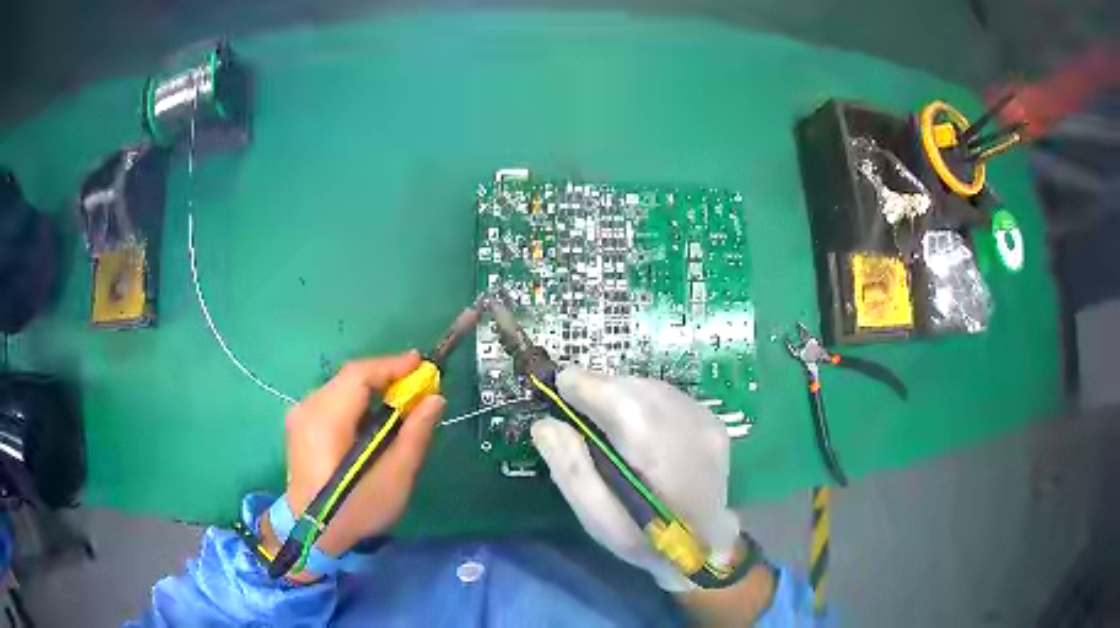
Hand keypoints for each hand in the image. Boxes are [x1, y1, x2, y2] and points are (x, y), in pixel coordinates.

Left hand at [274, 351, 445, 558]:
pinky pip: (332, 401)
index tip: (422, 363)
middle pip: (349, 379)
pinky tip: (374, 418)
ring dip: (372, 389)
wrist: (313, 535)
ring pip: (341, 388)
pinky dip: (356, 402)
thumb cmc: (355, 510)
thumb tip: (435, 399)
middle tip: (417, 386)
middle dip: (385, 377)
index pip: (358, 375)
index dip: (391, 365)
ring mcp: (300, 416)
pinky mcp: (300, 427)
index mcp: (326, 419)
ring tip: (401, 401)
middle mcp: (308, 408)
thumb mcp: (394, 478)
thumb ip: (414, 435)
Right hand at [530, 367, 742, 591]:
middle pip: (635, 387)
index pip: (620, 401)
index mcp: (659, 456)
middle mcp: (689, 427)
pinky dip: (644, 398)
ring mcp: (706, 421)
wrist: (708, 545)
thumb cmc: (646, 540)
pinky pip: (668, 395)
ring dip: (622, 391)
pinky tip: (635, 422)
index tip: (559, 385)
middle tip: (575, 400)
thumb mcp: (600, 520)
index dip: (585, 386)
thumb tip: (544, 425)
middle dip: (600, 386)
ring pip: (652, 386)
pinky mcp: (712, 420)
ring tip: (602, 411)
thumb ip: (572, 471)